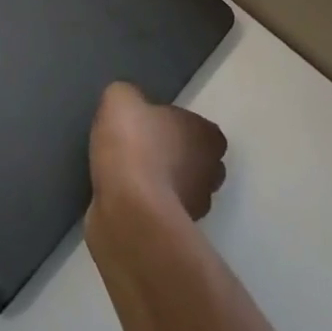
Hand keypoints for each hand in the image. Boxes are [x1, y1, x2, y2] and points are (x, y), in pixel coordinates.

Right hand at [89, 81, 226, 221]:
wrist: (127, 208)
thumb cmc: (133, 145)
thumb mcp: (121, 100)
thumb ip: (128, 96)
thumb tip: (129, 104)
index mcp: (207, 136)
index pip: (203, 130)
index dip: (179, 127)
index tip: (152, 126)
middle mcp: (211, 172)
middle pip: (197, 161)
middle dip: (175, 157)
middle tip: (141, 149)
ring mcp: (196, 207)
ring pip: (181, 189)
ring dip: (161, 184)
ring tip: (128, 175)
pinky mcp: (174, 234)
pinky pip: (160, 211)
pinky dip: (146, 205)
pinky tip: (121, 197)